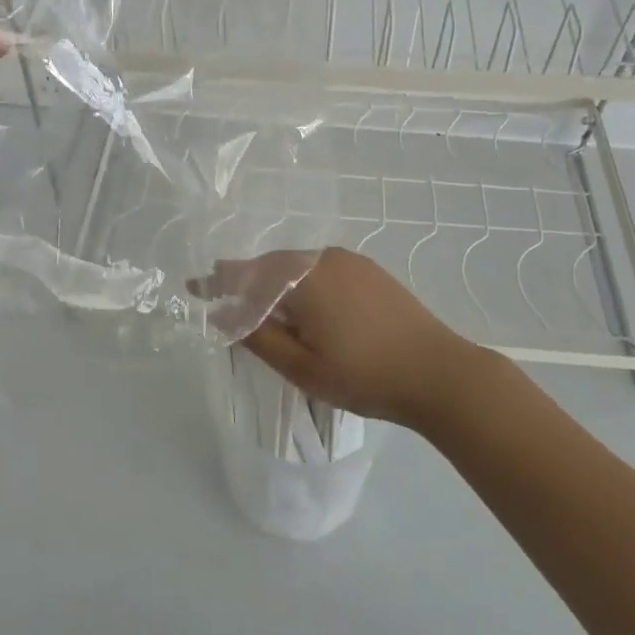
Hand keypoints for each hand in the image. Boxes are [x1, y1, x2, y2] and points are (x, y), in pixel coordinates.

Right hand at [217, 248, 496, 427]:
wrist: (441, 373)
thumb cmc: (364, 376)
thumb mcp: (301, 367)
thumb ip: (257, 337)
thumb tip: (221, 314)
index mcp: (301, 278)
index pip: (245, 274)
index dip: (216, 282)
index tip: (193, 287)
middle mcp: (322, 258)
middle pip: (270, 266)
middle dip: (245, 281)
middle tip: (223, 299)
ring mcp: (349, 261)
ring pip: (296, 267)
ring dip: (275, 283)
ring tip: (262, 307)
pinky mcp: (369, 271)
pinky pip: (321, 269)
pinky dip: (302, 283)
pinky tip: (305, 306)